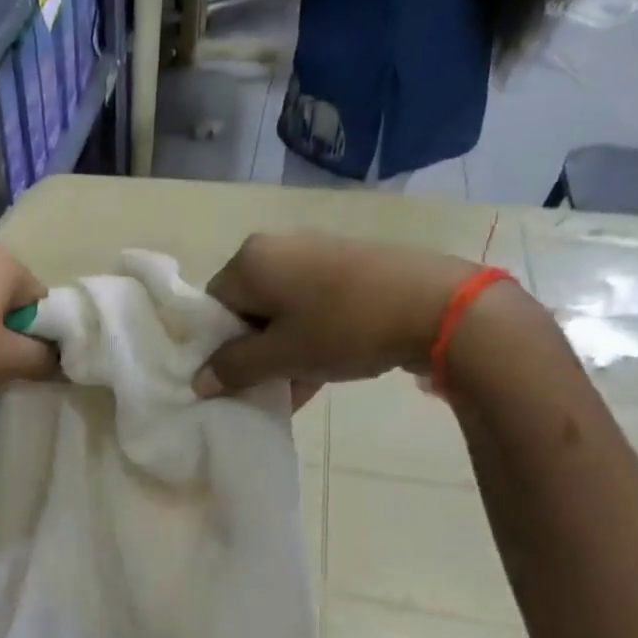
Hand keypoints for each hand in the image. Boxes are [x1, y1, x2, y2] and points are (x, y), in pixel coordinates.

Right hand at [193, 234, 480, 398]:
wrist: (437, 305)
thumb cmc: (343, 327)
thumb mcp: (282, 356)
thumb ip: (234, 368)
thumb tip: (199, 381)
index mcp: (250, 260)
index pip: (212, 307)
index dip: (216, 348)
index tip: (233, 380)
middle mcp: (278, 247)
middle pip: (246, 309)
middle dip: (252, 353)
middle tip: (264, 387)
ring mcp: (316, 253)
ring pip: (280, 312)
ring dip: (281, 353)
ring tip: (295, 390)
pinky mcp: (348, 266)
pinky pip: (311, 306)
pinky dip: (308, 339)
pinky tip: (319, 375)